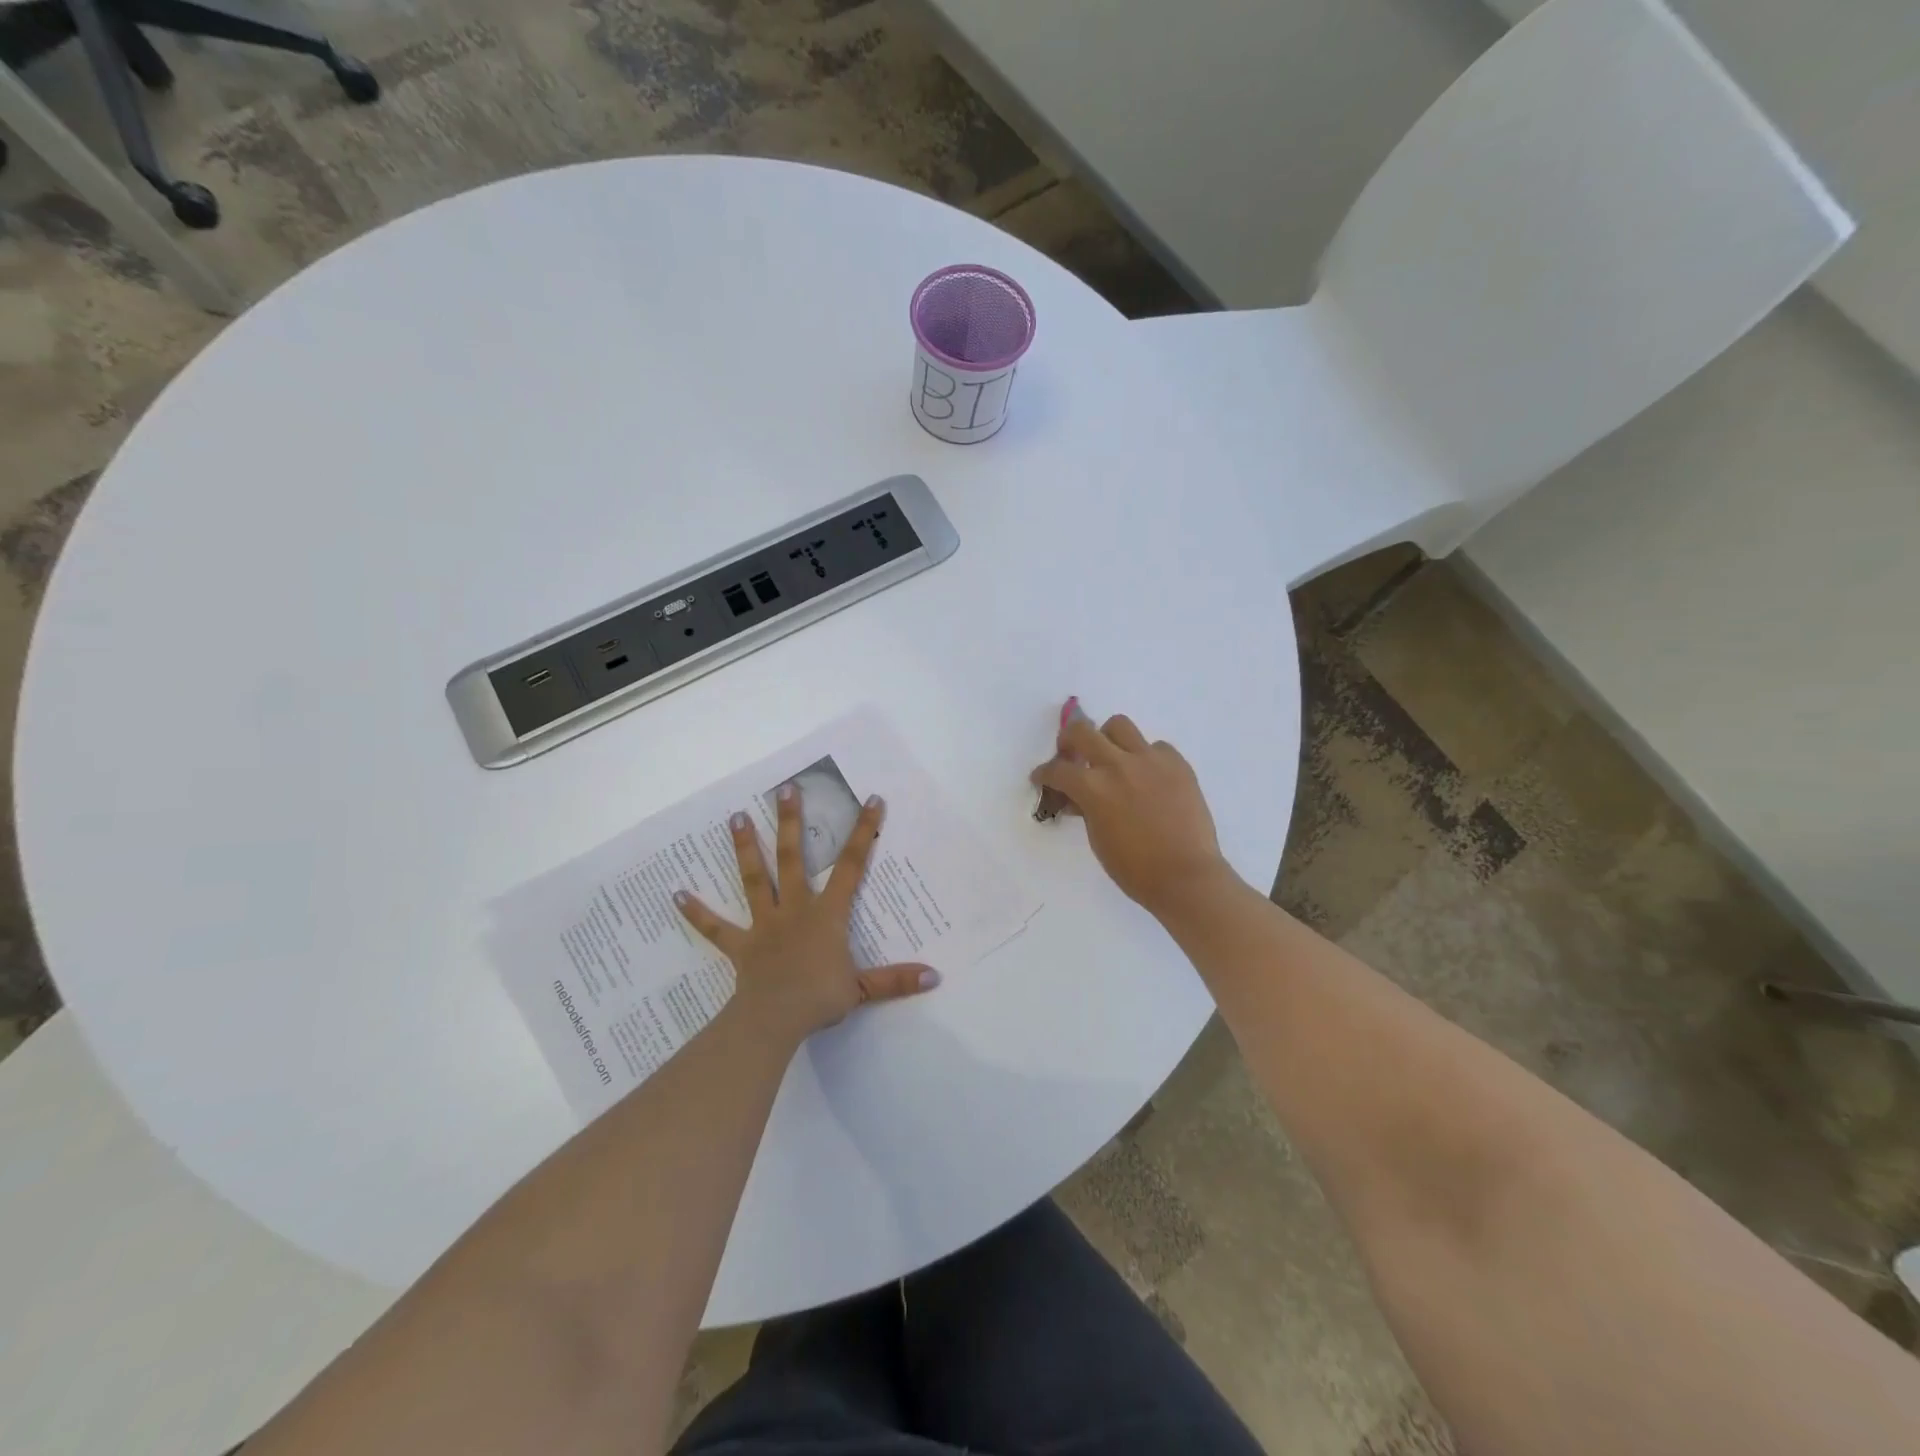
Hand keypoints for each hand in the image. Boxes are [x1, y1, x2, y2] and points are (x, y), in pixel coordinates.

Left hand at [675, 785, 938, 1045]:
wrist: (774, 1020)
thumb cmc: (819, 999)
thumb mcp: (863, 989)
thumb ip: (897, 980)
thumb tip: (935, 976)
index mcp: (827, 914)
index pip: (851, 866)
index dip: (863, 833)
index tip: (871, 800)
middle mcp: (795, 909)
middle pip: (794, 858)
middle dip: (792, 823)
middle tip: (785, 789)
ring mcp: (764, 924)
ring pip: (754, 879)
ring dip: (746, 848)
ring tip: (736, 817)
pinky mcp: (740, 944)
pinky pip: (715, 927)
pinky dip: (695, 912)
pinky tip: (675, 895)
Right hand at [1030, 713, 1234, 918]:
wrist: (1186, 876)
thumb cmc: (1135, 869)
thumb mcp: (1098, 839)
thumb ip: (1086, 809)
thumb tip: (1078, 798)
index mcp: (1093, 788)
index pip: (1057, 770)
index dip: (1044, 774)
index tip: (1042, 777)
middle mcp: (1118, 765)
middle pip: (1082, 731)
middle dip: (1068, 740)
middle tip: (1070, 753)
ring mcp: (1150, 760)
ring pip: (1119, 726)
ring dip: (1107, 738)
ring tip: (1112, 757)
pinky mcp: (1177, 763)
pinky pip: (1155, 747)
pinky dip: (1146, 757)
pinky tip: (1148, 777)